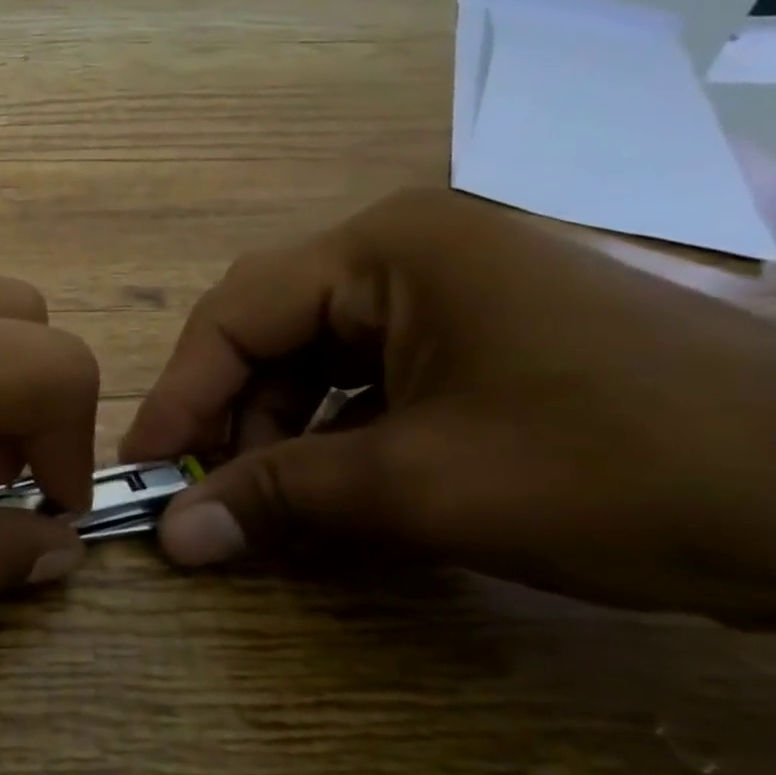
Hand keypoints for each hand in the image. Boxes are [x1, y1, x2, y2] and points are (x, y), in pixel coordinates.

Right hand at [121, 188, 775, 630]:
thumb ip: (282, 500)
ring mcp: (468, 271)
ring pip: (331, 346)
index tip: (143, 469)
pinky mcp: (504, 313)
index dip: (180, 393)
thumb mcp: (428, 487)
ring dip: (293, 423)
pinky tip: (353, 472)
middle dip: (239, 414)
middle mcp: (421, 237)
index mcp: (394, 242)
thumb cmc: (632, 468)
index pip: (237, 312)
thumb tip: (173, 537)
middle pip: (280, 326)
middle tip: (215, 493)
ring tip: (284, 495)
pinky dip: (352, 419)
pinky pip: (388, 359)